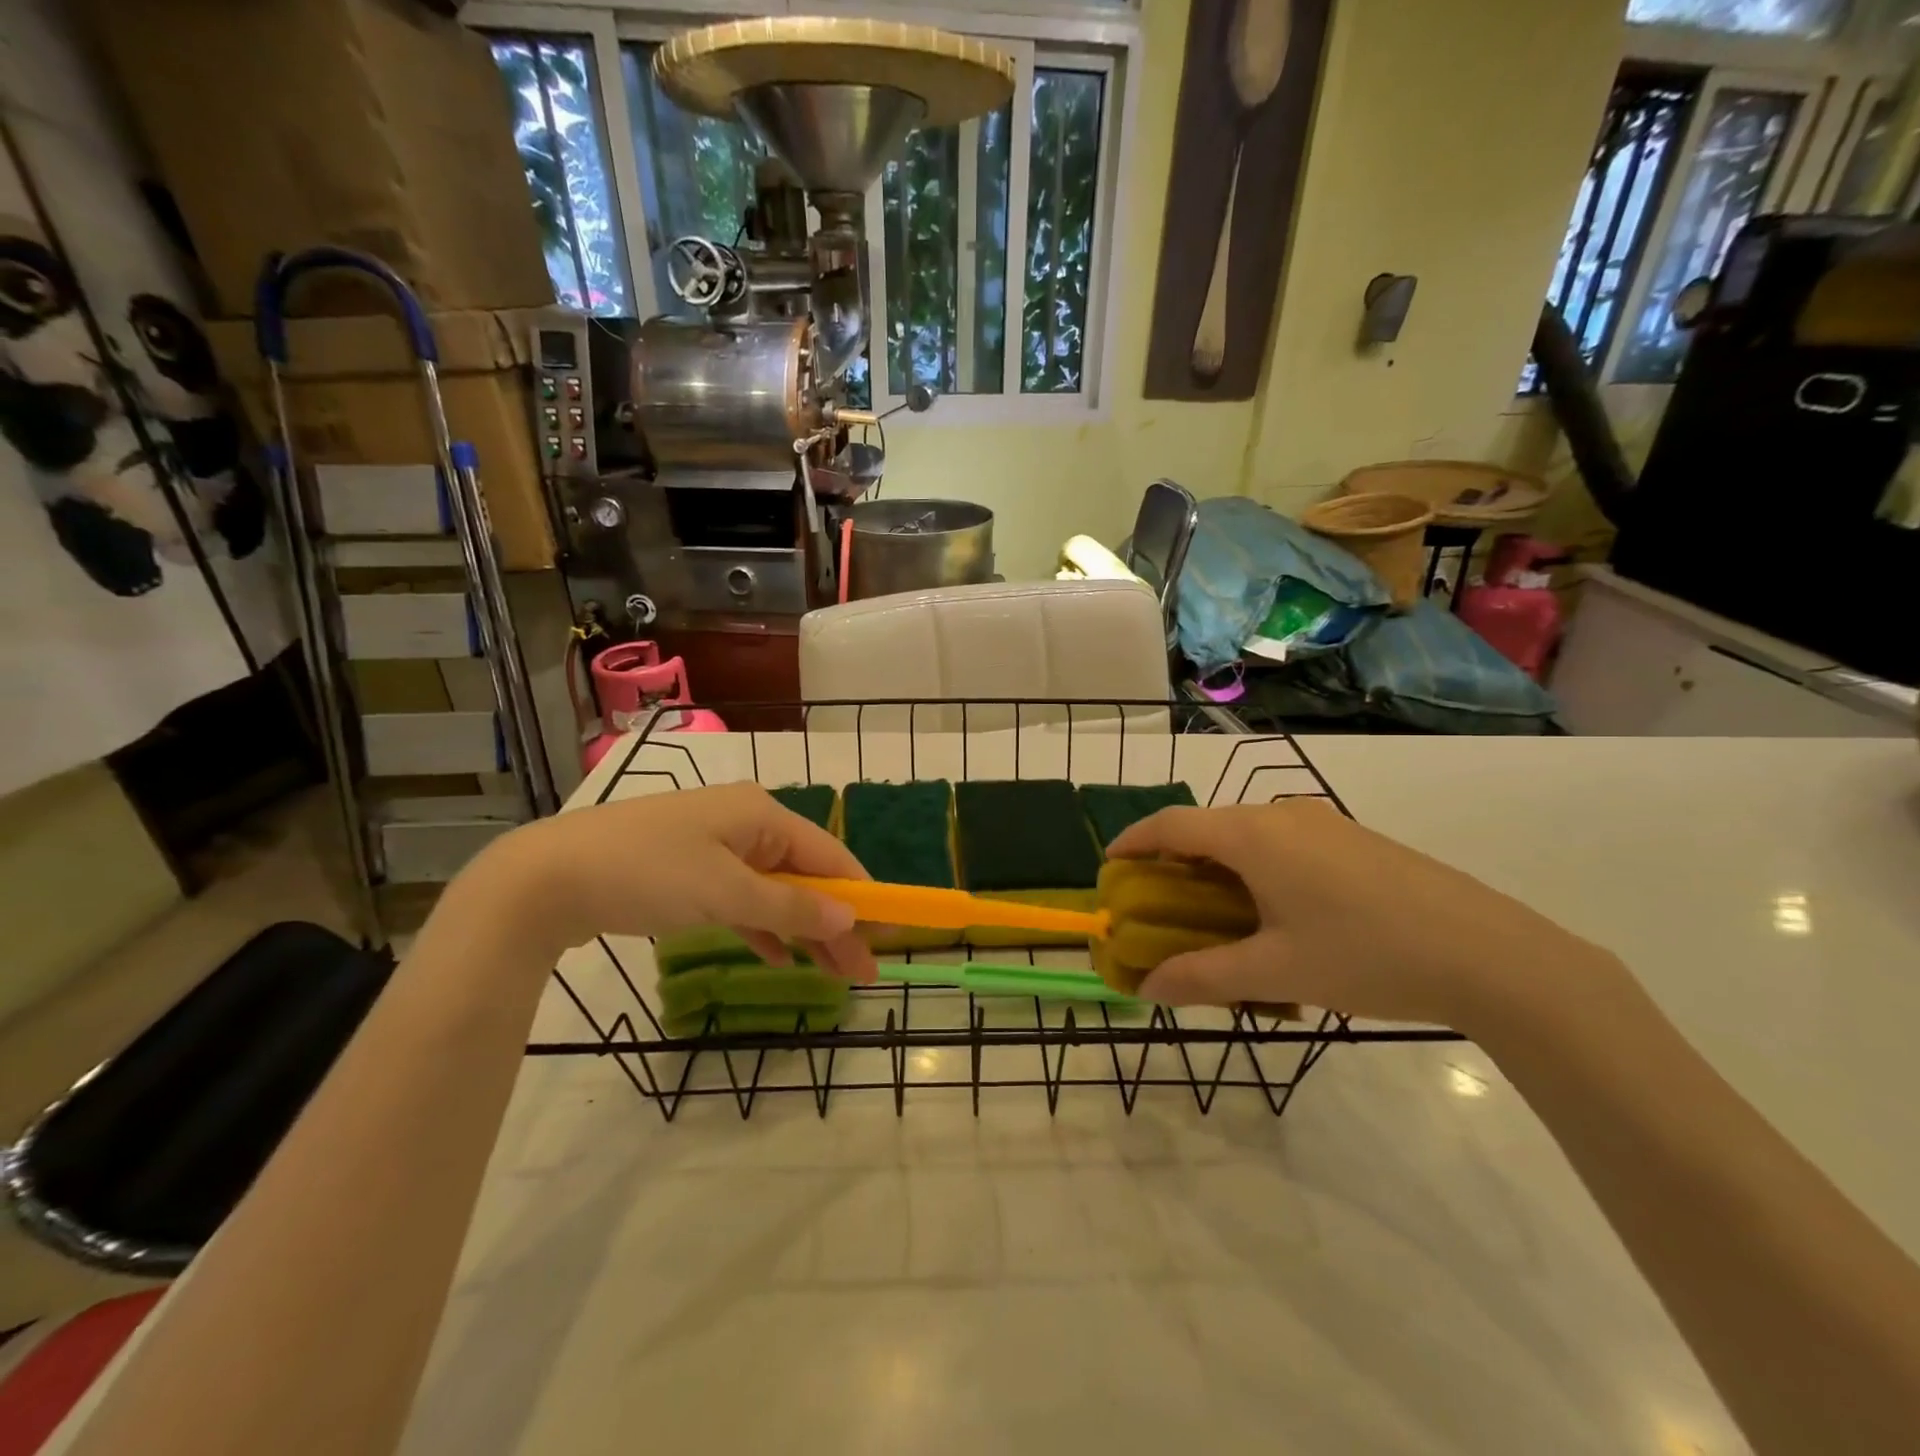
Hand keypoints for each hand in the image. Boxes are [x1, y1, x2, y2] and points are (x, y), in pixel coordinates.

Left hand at [489, 783, 877, 980]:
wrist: (547, 878)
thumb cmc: (648, 873)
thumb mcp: (726, 893)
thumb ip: (790, 907)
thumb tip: (849, 916)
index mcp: (762, 814)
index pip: (829, 855)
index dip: (860, 896)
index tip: (887, 936)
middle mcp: (746, 824)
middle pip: (805, 876)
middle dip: (835, 923)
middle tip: (863, 973)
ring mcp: (716, 849)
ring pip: (775, 893)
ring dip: (802, 931)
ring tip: (832, 974)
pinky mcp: (689, 874)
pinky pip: (741, 901)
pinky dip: (762, 927)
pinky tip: (778, 957)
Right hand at [1106, 799, 1610, 1029]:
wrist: (1492, 954)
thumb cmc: (1367, 955)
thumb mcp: (1275, 972)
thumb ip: (1202, 978)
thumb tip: (1147, 989)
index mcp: (1253, 835)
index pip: (1171, 824)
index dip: (1133, 842)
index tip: (1110, 867)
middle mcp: (1282, 815)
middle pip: (1208, 827)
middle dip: (1174, 862)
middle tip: (1159, 904)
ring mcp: (1324, 824)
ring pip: (1248, 837)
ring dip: (1218, 868)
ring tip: (1214, 915)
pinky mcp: (1355, 841)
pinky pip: (1284, 845)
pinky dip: (1256, 870)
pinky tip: (1277, 916)